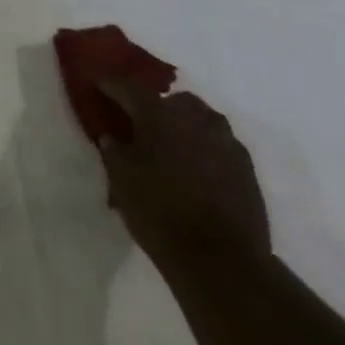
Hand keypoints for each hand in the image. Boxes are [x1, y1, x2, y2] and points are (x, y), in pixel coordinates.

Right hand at [93, 82, 270, 276]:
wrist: (221, 258)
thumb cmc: (159, 211)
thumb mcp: (120, 179)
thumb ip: (114, 150)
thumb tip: (112, 136)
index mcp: (158, 114)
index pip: (128, 87)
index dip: (110, 85)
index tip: (98, 86)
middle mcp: (194, 117)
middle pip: (171, 100)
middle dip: (155, 107)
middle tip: (140, 125)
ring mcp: (225, 139)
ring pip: (200, 119)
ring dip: (183, 126)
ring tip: (170, 147)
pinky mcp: (246, 165)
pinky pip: (218, 143)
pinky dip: (204, 147)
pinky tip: (195, 168)